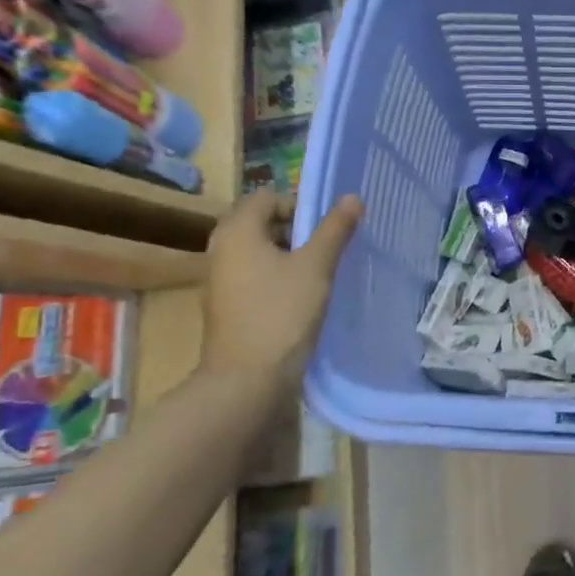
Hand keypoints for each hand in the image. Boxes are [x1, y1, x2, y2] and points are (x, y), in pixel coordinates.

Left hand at [202, 191, 362, 386]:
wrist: (248, 378)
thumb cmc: (281, 312)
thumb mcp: (316, 266)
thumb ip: (335, 229)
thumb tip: (352, 197)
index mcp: (237, 232)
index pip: (268, 197)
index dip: (299, 205)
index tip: (326, 229)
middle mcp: (222, 249)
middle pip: (263, 222)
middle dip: (298, 230)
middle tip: (328, 248)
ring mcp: (223, 279)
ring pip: (262, 250)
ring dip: (291, 255)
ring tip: (321, 272)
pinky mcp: (230, 304)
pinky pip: (257, 275)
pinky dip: (280, 276)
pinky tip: (304, 296)